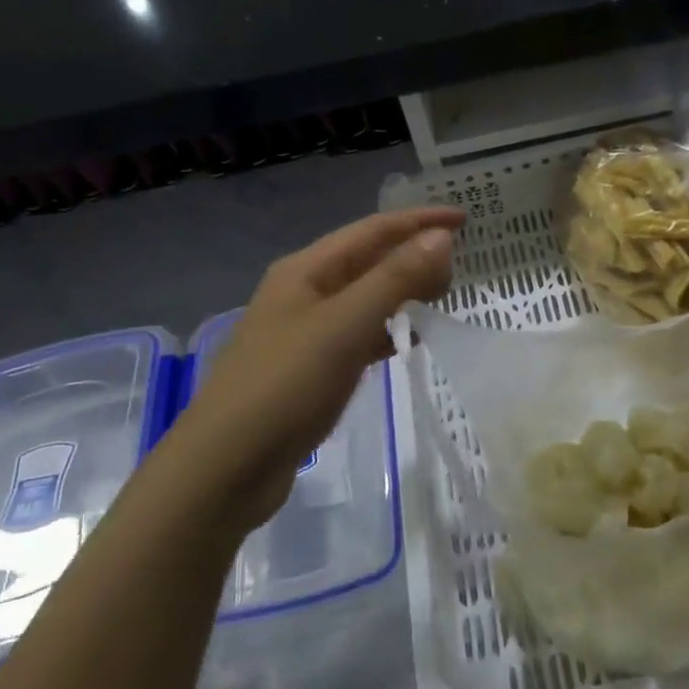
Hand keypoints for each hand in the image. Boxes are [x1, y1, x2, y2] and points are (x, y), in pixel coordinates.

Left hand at [172, 207, 462, 530]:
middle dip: (412, 256)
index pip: (373, 230)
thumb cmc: (285, 385)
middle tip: (457, 270)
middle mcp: (304, 290)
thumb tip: (440, 237)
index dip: (419, 221)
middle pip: (368, 260)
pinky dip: (386, 331)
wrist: (224, 468)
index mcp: (306, 269)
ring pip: (364, 298)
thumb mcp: (345, 325)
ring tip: (441, 298)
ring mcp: (305, 330)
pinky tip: (408, 342)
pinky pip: (358, 334)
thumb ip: (394, 278)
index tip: (464, 220)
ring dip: (402, 292)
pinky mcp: (310, 368)